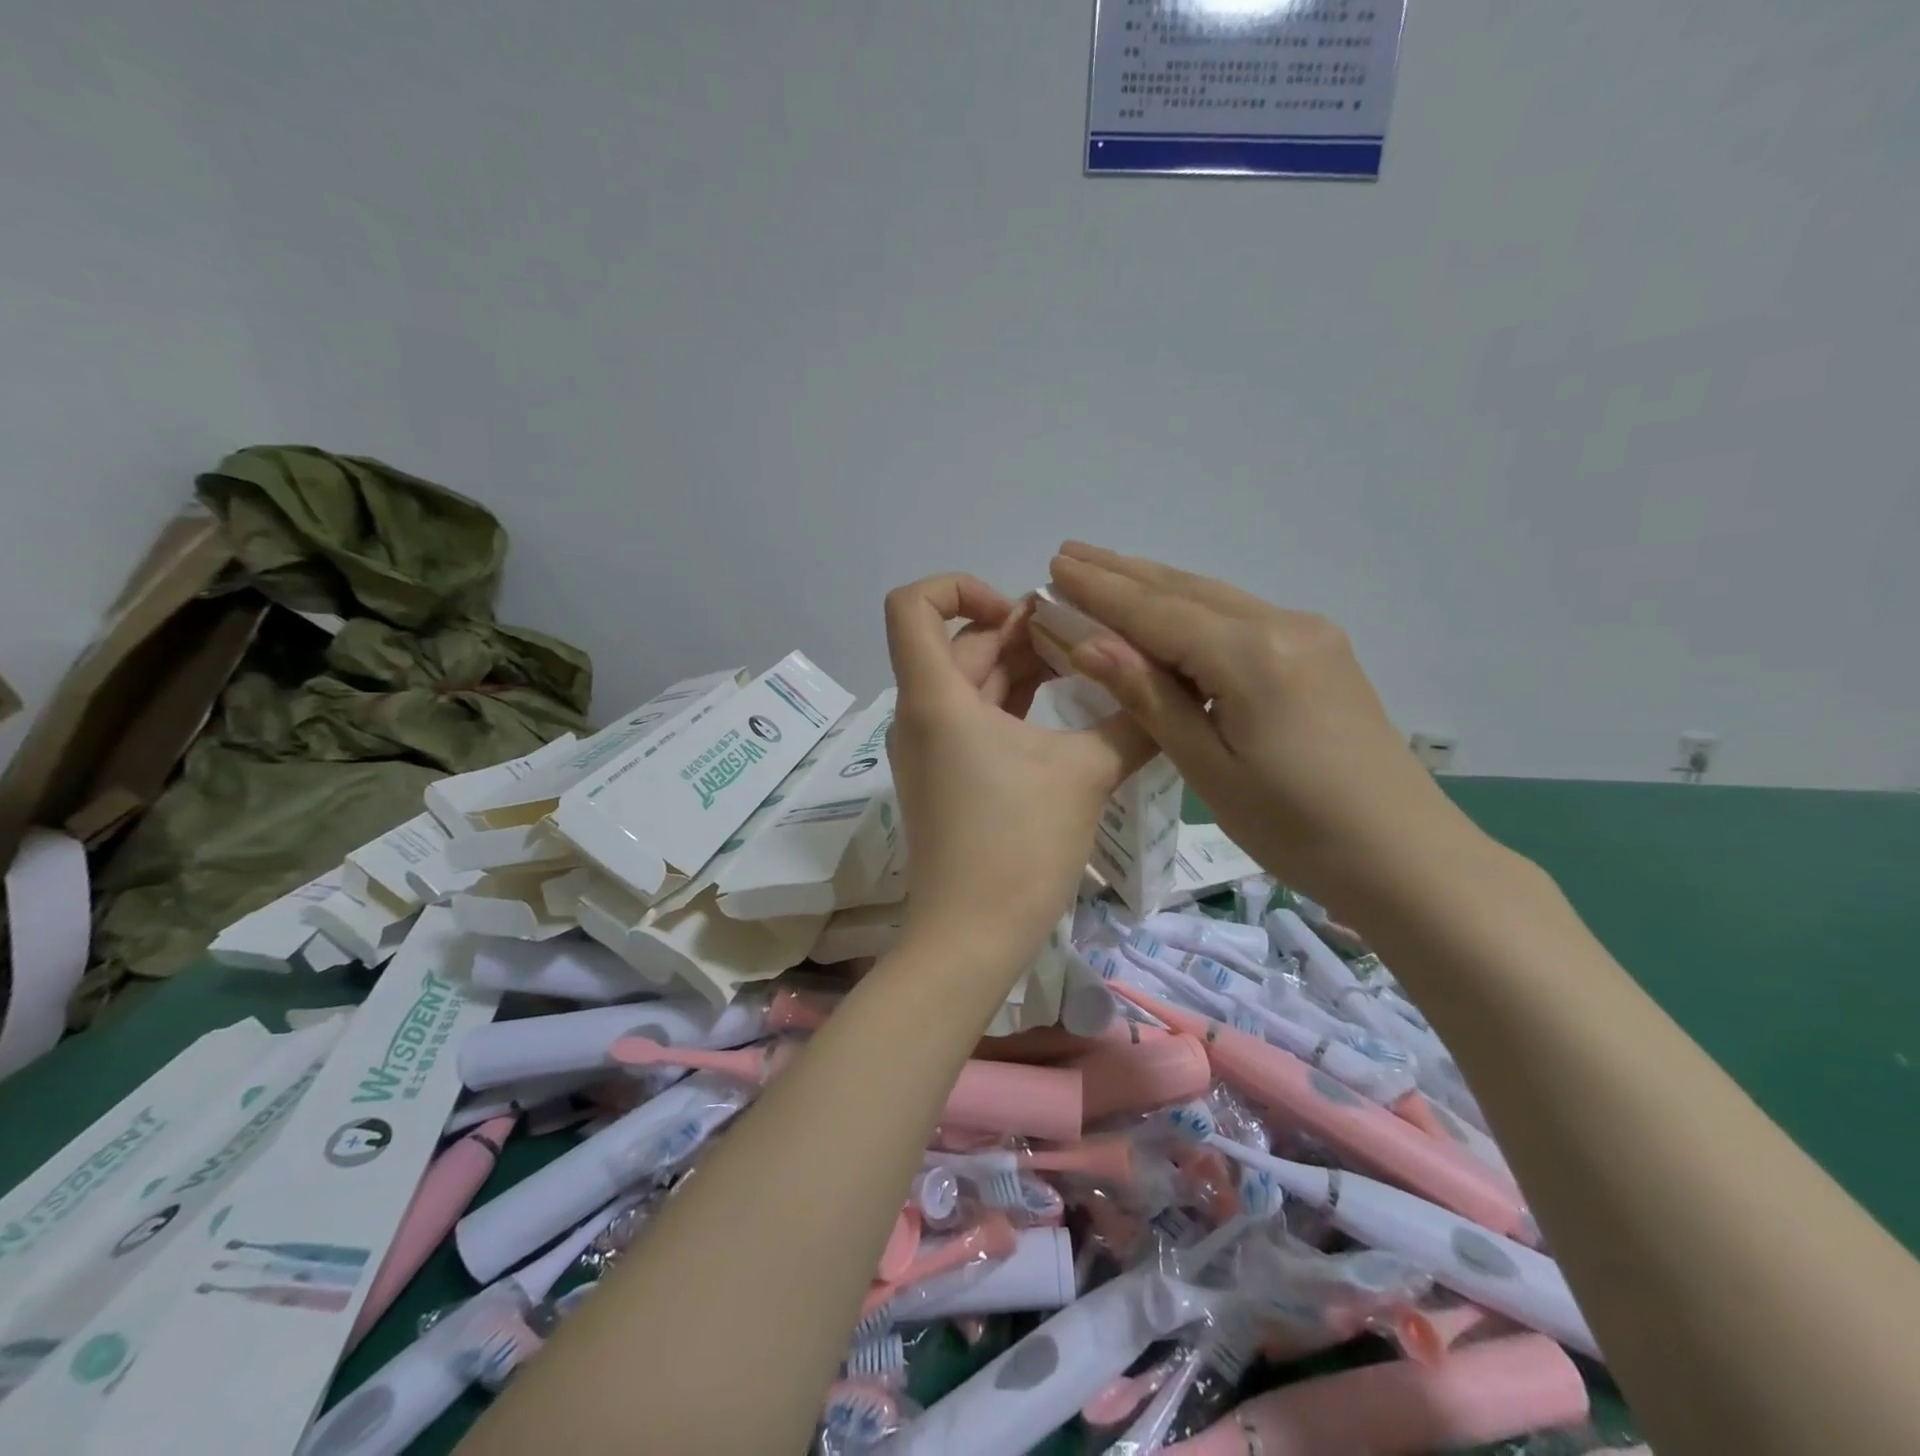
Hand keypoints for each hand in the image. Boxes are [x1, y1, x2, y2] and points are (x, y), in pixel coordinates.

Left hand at [884, 573, 1151, 963]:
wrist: (970, 938)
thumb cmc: (1017, 848)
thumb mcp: (1084, 775)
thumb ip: (1131, 723)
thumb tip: (1172, 691)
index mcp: (936, 698)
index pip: (912, 605)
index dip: (960, 587)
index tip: (1020, 612)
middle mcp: (921, 714)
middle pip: (960, 643)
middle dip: (1020, 630)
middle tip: (1084, 637)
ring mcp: (929, 748)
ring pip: (970, 683)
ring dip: (1021, 667)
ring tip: (1084, 665)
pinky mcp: (945, 777)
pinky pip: (973, 718)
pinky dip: (1012, 703)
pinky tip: (1063, 710)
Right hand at [1048, 543, 1476, 911]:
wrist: (1405, 856)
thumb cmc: (1294, 827)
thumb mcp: (1207, 767)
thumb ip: (1148, 695)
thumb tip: (1086, 641)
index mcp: (1250, 656)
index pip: (1155, 612)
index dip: (1099, 591)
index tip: (1053, 567)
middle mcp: (1281, 625)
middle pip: (1184, 590)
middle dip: (1121, 572)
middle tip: (1068, 554)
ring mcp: (1308, 634)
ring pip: (1213, 598)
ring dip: (1155, 584)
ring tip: (1105, 569)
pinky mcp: (1320, 652)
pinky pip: (1239, 616)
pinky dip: (1191, 608)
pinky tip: (1168, 610)